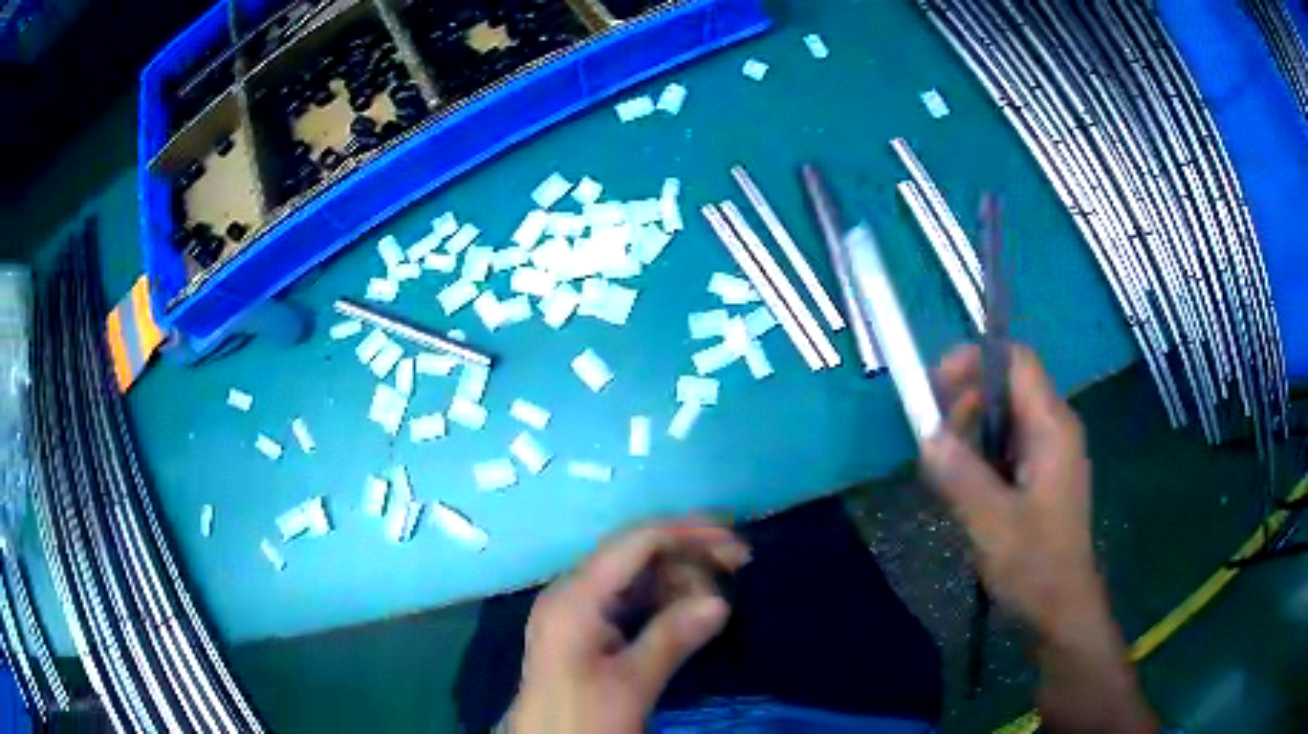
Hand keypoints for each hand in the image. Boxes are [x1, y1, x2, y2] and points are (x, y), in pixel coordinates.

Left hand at [507, 520, 749, 733]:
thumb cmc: (582, 717)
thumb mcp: (631, 683)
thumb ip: (673, 638)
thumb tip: (720, 602)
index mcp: (576, 596)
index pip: (636, 542)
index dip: (688, 534)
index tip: (736, 545)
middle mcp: (573, 591)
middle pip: (636, 553)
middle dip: (688, 555)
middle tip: (737, 569)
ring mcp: (578, 610)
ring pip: (635, 576)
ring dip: (679, 579)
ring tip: (716, 600)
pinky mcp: (586, 629)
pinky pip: (629, 599)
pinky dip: (663, 601)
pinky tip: (690, 613)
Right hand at [921, 345, 1156, 731]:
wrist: (1062, 610)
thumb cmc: (1035, 564)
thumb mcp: (991, 521)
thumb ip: (959, 473)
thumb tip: (926, 434)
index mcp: (1051, 427)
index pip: (1016, 361)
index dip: (975, 361)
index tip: (936, 387)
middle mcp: (1054, 429)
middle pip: (1007, 386)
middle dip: (965, 401)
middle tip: (934, 439)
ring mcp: (1050, 454)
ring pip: (1003, 419)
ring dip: (969, 433)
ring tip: (944, 470)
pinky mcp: (1041, 477)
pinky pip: (1006, 448)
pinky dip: (980, 456)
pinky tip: (964, 489)